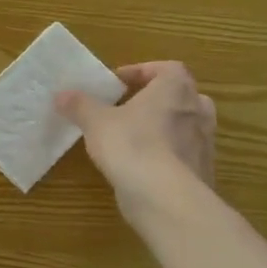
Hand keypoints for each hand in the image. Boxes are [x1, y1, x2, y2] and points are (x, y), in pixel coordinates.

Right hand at [56, 61, 216, 214]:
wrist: (166, 198)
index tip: (118, 83)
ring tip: (135, 137)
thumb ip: (79, 105)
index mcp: (175, 89)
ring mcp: (205, 143)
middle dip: (157, 99)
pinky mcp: (203, 171)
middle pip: (181, 95)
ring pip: (186, 125)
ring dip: (164, 127)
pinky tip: (143, 166)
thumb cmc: (132, 145)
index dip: (142, 71)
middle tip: (130, 108)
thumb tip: (61, 94)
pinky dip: (167, 154)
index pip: (167, 68)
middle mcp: (197, 111)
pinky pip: (184, 154)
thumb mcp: (96, 122)